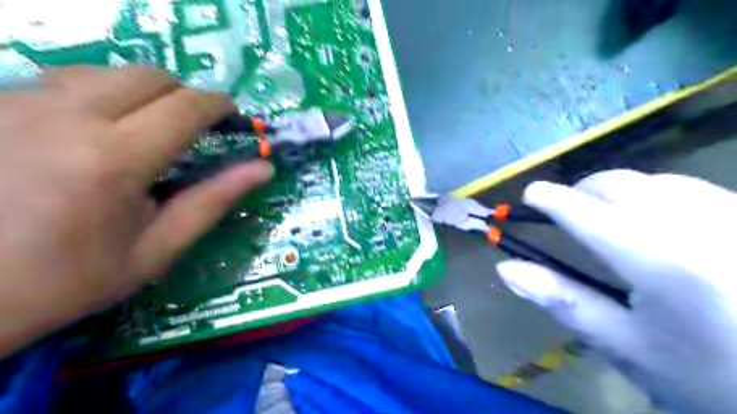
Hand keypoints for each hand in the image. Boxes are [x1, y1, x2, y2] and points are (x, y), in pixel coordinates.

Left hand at [0, 67, 272, 357]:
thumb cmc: (71, 278)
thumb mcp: (157, 248)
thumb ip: (213, 200)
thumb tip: (263, 169)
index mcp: (114, 160)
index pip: (185, 108)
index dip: (218, 105)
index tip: (231, 115)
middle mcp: (64, 117)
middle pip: (148, 75)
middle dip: (184, 94)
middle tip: (193, 127)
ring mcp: (17, 104)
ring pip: (106, 71)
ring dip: (142, 93)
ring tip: (146, 130)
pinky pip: (64, 80)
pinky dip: (100, 95)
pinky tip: (95, 131)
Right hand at [494, 169, 735, 412]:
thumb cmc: (704, 374)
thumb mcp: (624, 345)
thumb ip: (563, 300)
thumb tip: (507, 268)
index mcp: (662, 263)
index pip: (589, 215)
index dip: (553, 200)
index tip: (531, 194)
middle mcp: (702, 227)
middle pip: (621, 184)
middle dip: (583, 190)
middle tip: (565, 211)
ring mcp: (734, 217)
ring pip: (656, 180)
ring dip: (618, 192)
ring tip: (605, 216)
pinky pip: (691, 188)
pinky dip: (656, 195)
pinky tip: (655, 221)